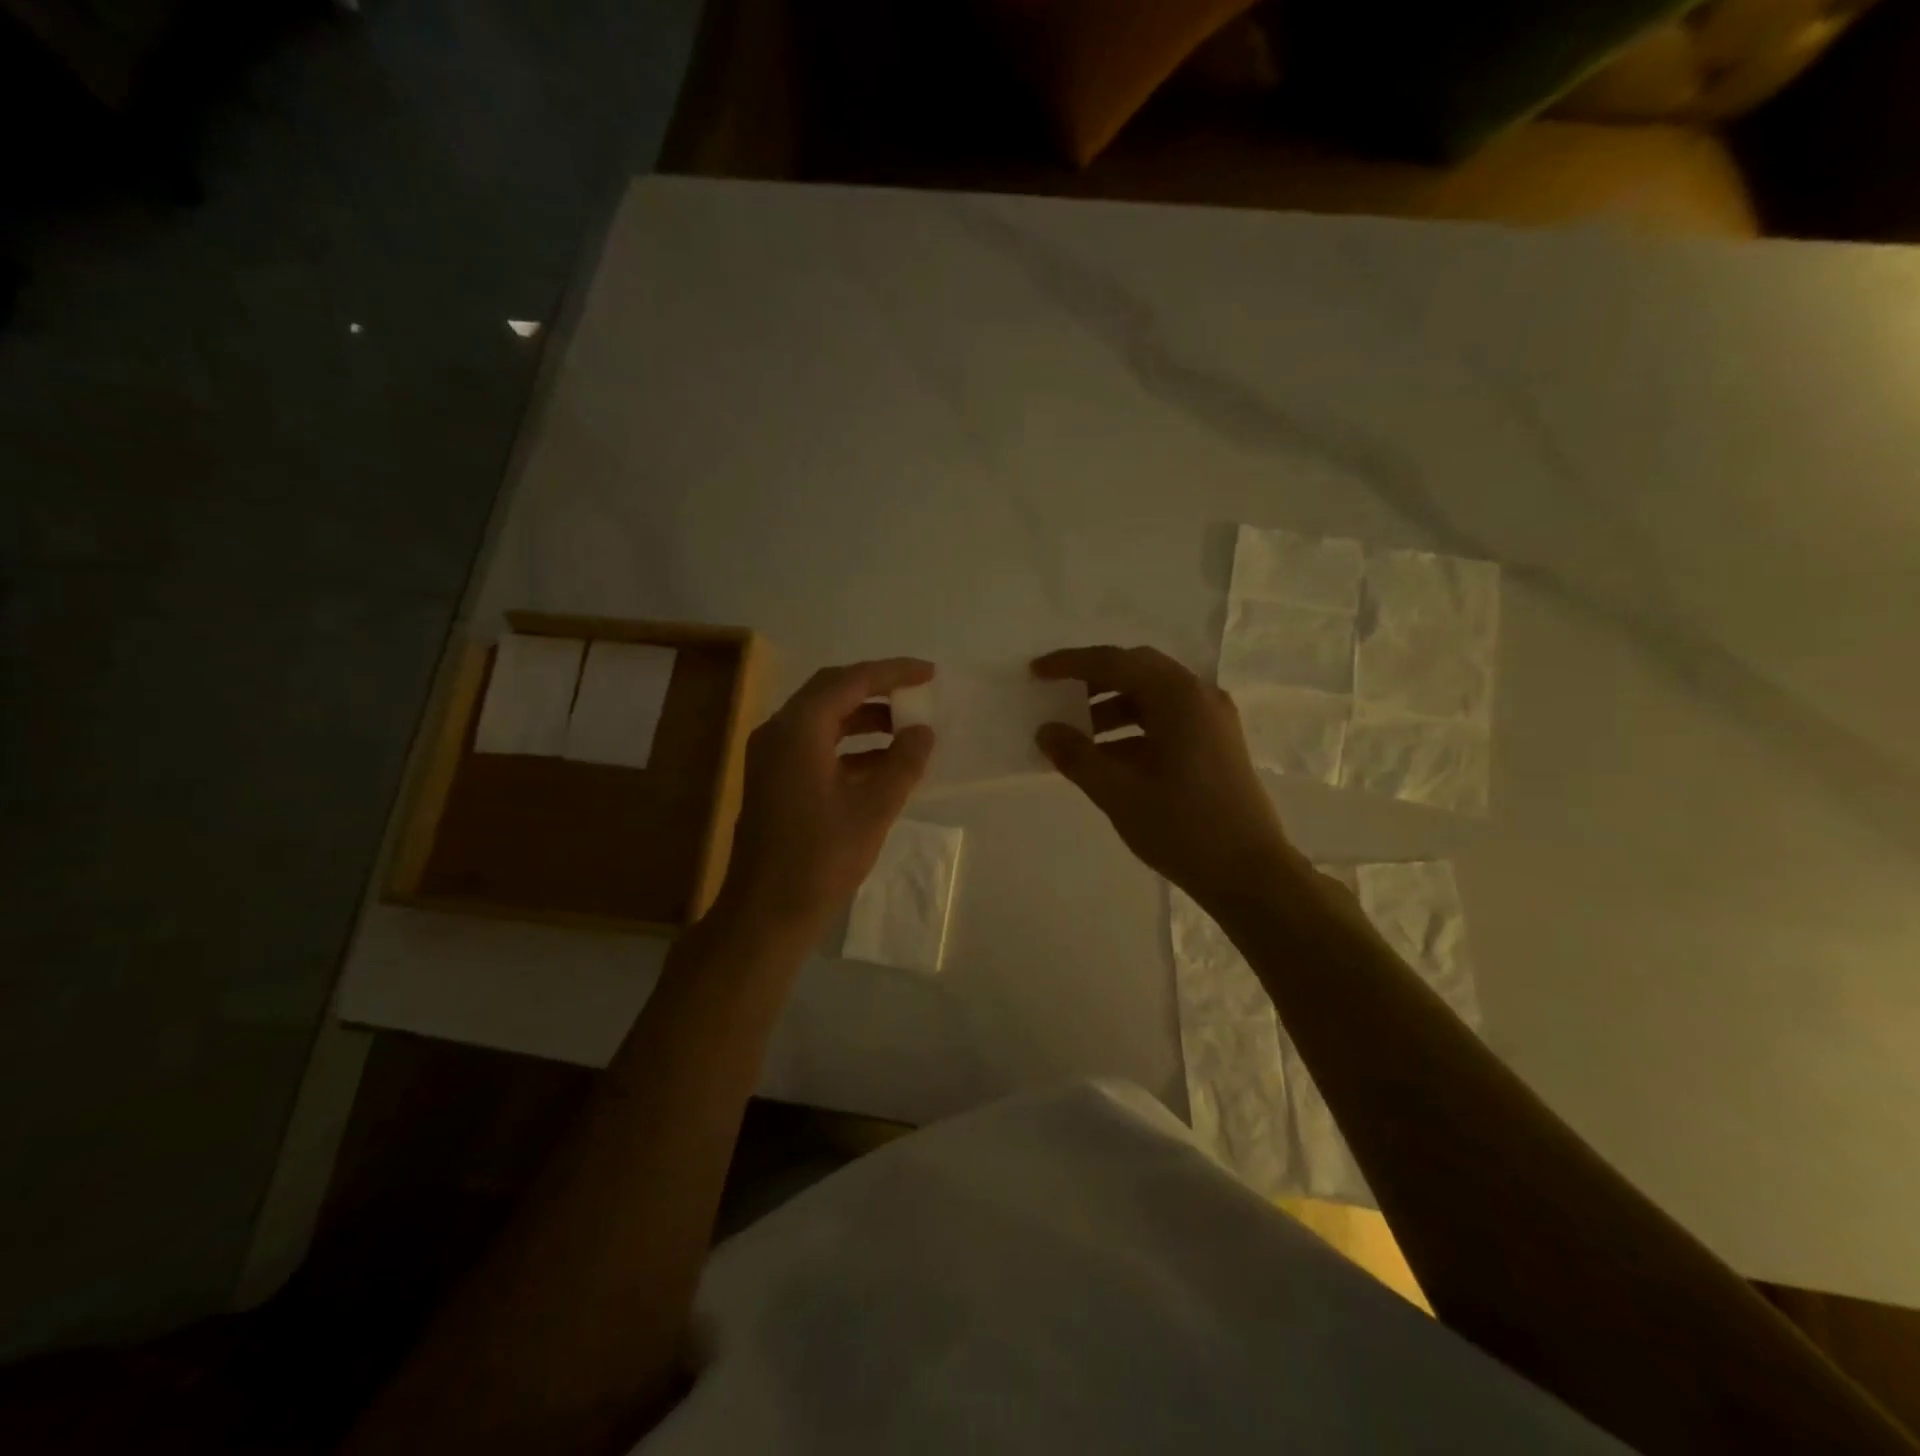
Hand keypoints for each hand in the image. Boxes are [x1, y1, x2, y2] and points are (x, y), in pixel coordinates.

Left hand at [715, 658, 936, 940]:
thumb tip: (923, 732)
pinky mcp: (774, 781)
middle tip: (917, 692)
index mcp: (798, 730)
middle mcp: (778, 732)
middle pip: (831, 691)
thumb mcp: (872, 810)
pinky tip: (883, 764)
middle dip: (877, 689)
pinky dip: (850, 747)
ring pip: (823, 719)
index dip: (892, 672)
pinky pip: (816, 746)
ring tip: (908, 728)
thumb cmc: (820, 860)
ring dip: (864, 719)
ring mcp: (772, 757)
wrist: (766, 913)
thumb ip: (903, 764)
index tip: (929, 673)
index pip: (850, 681)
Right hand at [1032, 646, 1307, 911]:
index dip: (1071, 664)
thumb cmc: (1182, 826)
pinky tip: (1108, 757)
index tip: (1036, 672)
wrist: (1249, 874)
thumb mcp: (1118, 791)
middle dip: (1094, 681)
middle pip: (1137, 671)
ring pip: (1153, 697)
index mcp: (1178, 696)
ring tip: (1078, 736)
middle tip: (1058, 696)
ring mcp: (1212, 720)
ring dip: (1112, 708)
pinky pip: (1167, 720)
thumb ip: (1077, 756)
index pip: (1115, 663)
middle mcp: (1199, 696)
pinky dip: (1134, 729)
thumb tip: (1046, 731)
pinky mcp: (1216, 744)